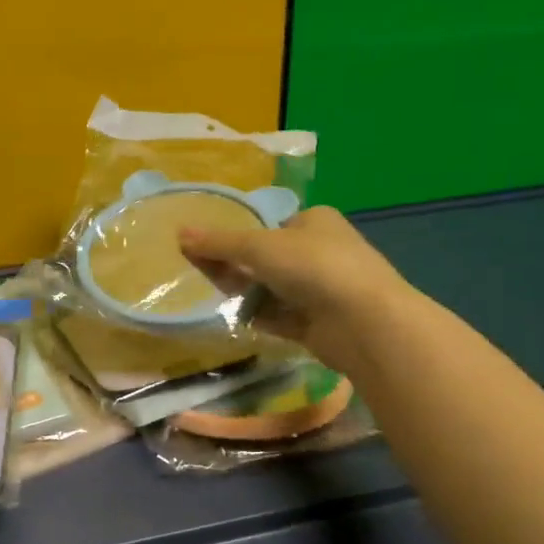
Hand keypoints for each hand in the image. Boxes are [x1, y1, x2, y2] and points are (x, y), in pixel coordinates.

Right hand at [178, 205, 404, 362]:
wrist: (364, 322)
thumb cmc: (314, 267)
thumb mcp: (259, 247)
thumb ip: (218, 243)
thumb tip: (180, 233)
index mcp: (314, 221)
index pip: (269, 225)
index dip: (236, 237)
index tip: (205, 250)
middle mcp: (320, 251)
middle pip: (266, 258)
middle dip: (236, 268)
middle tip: (203, 275)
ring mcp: (320, 288)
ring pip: (271, 289)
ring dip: (245, 294)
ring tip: (215, 298)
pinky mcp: (317, 322)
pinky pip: (279, 316)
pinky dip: (259, 317)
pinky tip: (236, 320)